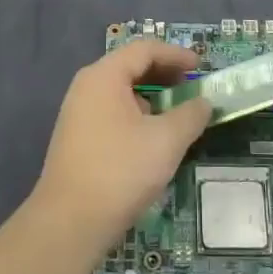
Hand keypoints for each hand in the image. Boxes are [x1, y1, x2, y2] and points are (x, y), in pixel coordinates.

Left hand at [33, 40, 210, 256]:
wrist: (69, 223)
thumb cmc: (120, 172)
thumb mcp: (166, 141)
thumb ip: (190, 115)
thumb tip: (203, 102)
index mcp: (104, 76)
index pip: (144, 50)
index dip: (176, 55)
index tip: (201, 67)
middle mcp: (87, 86)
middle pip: (131, 67)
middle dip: (165, 75)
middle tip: (192, 88)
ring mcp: (78, 113)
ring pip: (121, 92)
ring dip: (152, 97)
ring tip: (177, 115)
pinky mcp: (77, 138)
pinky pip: (112, 112)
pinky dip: (137, 115)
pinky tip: (153, 139)